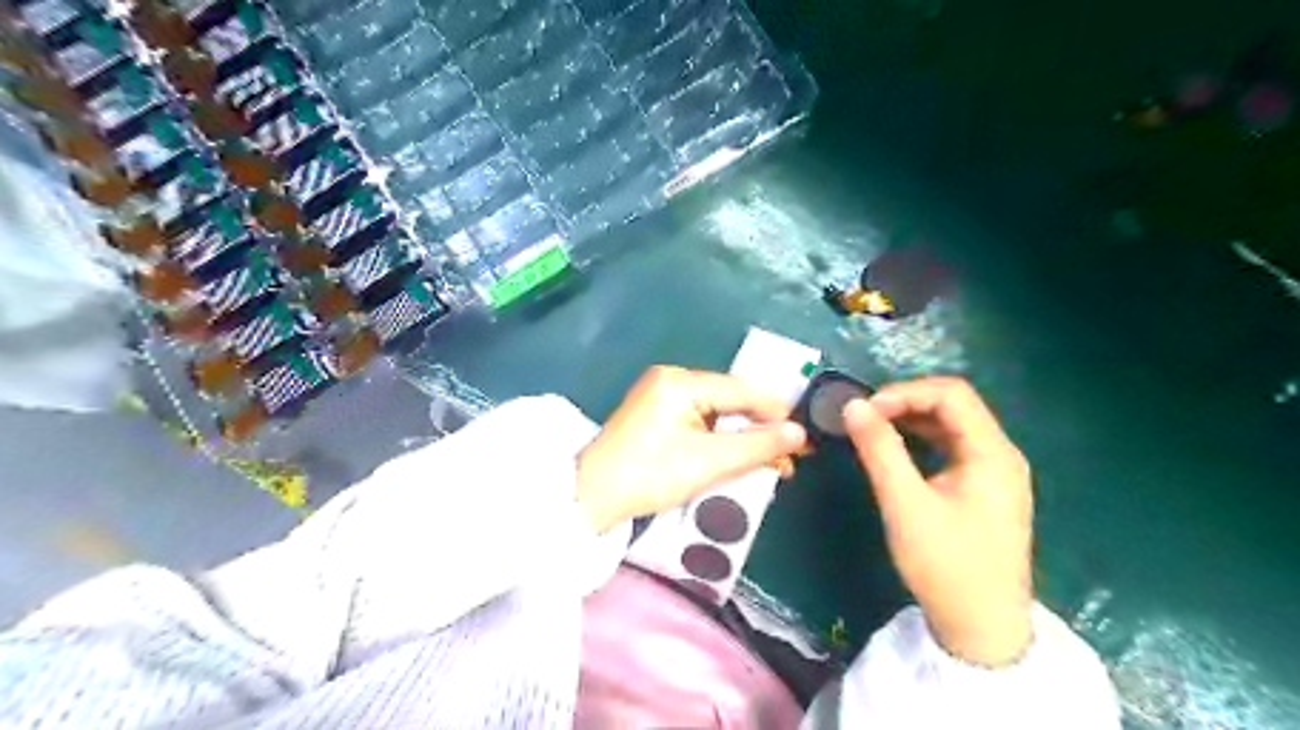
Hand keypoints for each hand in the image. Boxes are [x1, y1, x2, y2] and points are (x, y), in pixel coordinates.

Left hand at [575, 368, 802, 533]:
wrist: (591, 498)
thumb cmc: (649, 475)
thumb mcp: (708, 462)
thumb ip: (757, 446)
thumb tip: (799, 433)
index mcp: (680, 382)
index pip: (741, 390)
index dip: (776, 412)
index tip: (804, 436)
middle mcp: (670, 380)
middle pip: (729, 399)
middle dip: (760, 428)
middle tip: (791, 455)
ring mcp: (661, 397)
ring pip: (717, 412)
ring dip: (742, 437)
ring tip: (771, 462)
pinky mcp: (656, 416)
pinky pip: (700, 422)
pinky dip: (721, 440)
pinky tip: (739, 457)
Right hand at [844, 376, 1036, 666]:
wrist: (981, 629)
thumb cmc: (946, 565)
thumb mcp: (905, 504)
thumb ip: (880, 450)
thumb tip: (853, 406)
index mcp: (992, 453)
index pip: (951, 395)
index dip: (905, 392)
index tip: (865, 409)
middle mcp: (1000, 454)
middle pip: (954, 405)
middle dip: (907, 402)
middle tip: (865, 416)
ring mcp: (995, 472)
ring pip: (952, 425)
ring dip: (912, 419)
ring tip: (873, 428)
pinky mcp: (984, 489)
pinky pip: (952, 447)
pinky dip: (921, 440)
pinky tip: (896, 449)